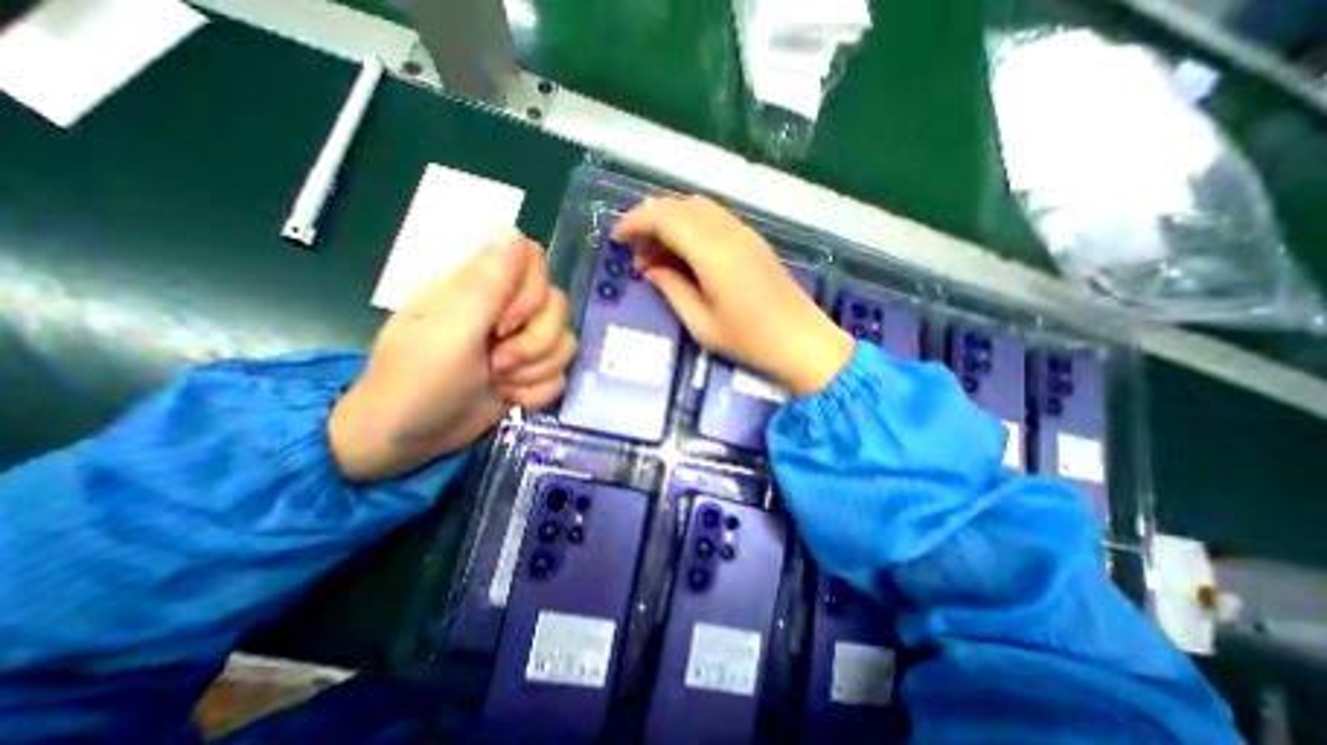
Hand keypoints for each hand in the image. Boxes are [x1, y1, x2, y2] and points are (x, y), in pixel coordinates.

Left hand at [329, 226, 572, 483]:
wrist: (410, 440)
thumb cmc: (418, 380)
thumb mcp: (451, 330)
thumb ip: (485, 283)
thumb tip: (511, 227)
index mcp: (479, 285)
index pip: (534, 261)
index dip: (531, 292)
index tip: (504, 321)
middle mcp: (506, 308)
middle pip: (558, 304)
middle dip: (535, 341)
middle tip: (497, 360)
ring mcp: (521, 341)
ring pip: (565, 341)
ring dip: (536, 370)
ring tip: (500, 381)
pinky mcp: (530, 371)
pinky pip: (560, 374)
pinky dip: (537, 392)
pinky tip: (510, 398)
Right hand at [611, 196, 849, 399]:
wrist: (802, 342)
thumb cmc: (749, 340)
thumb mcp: (701, 323)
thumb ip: (672, 289)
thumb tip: (650, 270)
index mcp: (712, 251)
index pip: (664, 217)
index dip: (635, 222)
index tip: (617, 239)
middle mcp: (728, 232)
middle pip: (680, 206)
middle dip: (650, 221)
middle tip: (637, 254)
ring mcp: (744, 233)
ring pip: (698, 209)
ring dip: (671, 223)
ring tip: (657, 257)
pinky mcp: (753, 242)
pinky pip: (714, 220)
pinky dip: (691, 228)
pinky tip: (685, 255)